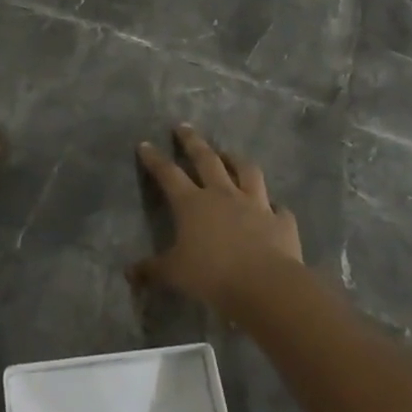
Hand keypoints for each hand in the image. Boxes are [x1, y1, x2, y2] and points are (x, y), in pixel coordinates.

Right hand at [130, 125, 302, 311]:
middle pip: (206, 159)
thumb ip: (153, 270)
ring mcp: (255, 204)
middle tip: (184, 127)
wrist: (266, 285)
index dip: (155, 159)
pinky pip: (278, 208)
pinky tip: (273, 207)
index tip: (145, 144)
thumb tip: (130, 273)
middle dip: (192, 141)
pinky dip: (273, 206)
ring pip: (246, 171)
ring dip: (236, 160)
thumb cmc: (213, 276)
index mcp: (192, 203)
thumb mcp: (175, 274)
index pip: (168, 174)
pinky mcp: (281, 220)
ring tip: (229, 153)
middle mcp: (223, 194)